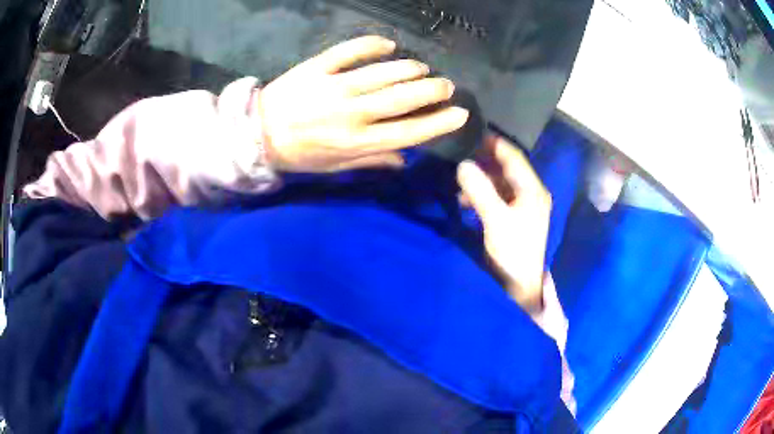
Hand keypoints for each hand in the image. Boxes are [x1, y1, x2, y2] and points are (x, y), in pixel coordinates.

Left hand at [257, 35, 469, 172]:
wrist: (257, 134)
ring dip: (409, 68)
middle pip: (402, 99)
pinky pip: (349, 51)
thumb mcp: (334, 167)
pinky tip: (388, 44)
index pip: (409, 132)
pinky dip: (371, 44)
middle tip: (446, 85)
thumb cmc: (299, 154)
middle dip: (432, 91)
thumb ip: (371, 161)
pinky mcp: (317, 68)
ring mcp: (334, 87)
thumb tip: (404, 159)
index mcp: (356, 143)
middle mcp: (351, 114)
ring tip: (422, 68)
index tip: (460, 113)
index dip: (438, 122)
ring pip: (382, 73)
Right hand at [457, 135, 551, 310]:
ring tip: (457, 176)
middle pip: (506, 168)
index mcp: (532, 190)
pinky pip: (496, 197)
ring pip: (499, 183)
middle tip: (458, 152)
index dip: (493, 143)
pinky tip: (465, 198)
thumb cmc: (513, 252)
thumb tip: (463, 164)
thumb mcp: (496, 219)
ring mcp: (522, 207)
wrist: (519, 287)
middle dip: (483, 160)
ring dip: (480, 178)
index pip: (513, 156)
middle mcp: (530, 193)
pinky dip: (481, 193)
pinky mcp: (513, 219)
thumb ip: (480, 190)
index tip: (470, 133)